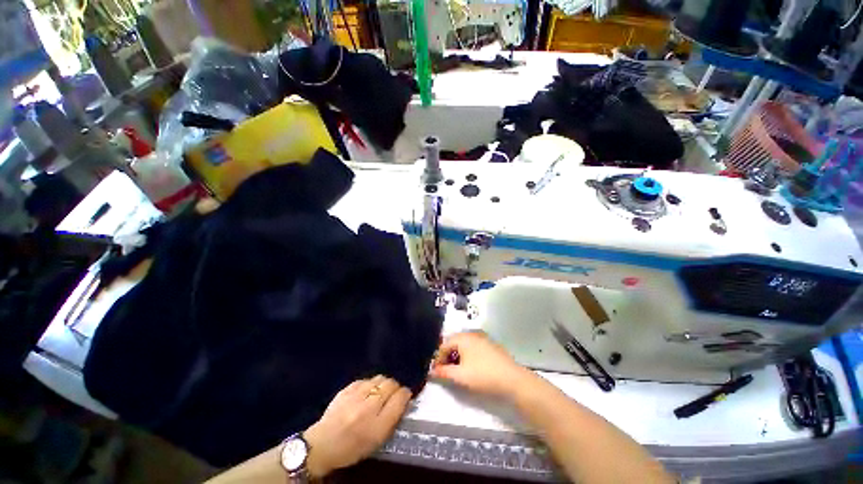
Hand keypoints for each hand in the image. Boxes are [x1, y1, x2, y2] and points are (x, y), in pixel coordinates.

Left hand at [303, 376, 410, 477]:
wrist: (322, 445)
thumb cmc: (352, 448)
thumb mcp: (377, 441)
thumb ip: (392, 419)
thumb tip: (403, 399)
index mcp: (378, 425)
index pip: (400, 399)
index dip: (405, 395)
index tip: (406, 396)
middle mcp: (368, 407)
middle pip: (391, 384)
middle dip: (395, 387)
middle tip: (393, 394)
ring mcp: (356, 395)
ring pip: (380, 378)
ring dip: (383, 384)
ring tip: (380, 392)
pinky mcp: (347, 388)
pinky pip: (366, 379)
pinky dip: (370, 384)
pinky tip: (366, 392)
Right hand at [430, 331, 532, 397]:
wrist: (512, 379)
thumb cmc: (483, 375)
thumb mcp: (460, 376)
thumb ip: (444, 372)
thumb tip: (431, 371)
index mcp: (463, 338)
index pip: (444, 345)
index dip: (438, 358)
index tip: (436, 372)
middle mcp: (472, 334)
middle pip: (454, 343)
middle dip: (447, 356)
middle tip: (445, 371)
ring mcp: (482, 338)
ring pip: (464, 345)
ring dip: (457, 356)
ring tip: (457, 370)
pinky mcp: (490, 345)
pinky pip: (473, 347)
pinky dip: (468, 355)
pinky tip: (471, 367)